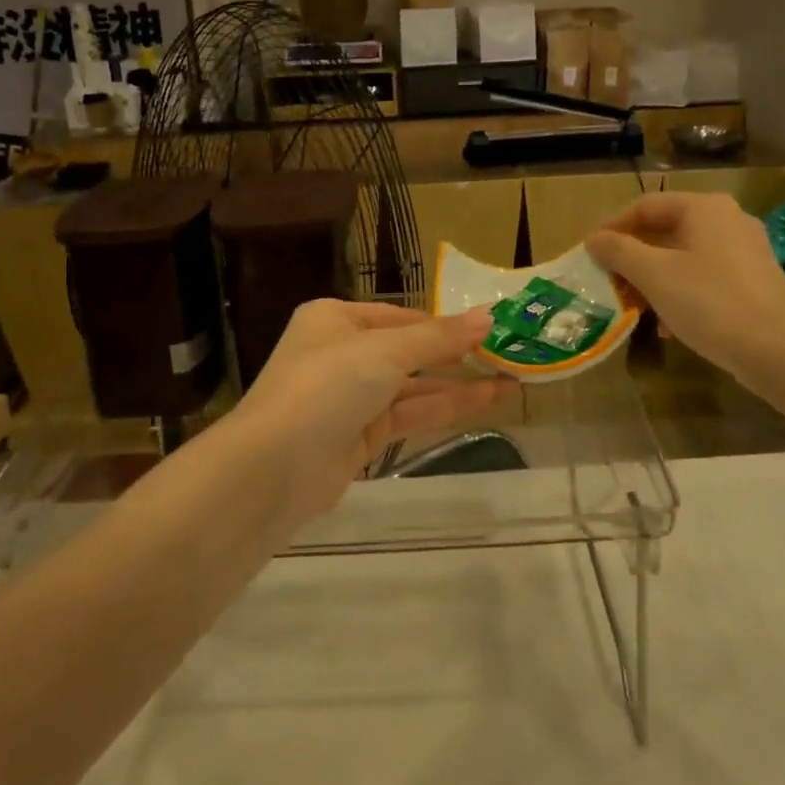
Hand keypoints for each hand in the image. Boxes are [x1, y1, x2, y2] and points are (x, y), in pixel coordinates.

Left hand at [230, 300, 515, 519]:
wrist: (273, 468)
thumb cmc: (325, 386)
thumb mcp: (385, 351)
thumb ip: (439, 337)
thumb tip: (489, 316)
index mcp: (335, 319)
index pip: (399, 315)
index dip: (442, 322)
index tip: (487, 328)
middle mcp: (341, 354)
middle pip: (408, 351)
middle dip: (455, 354)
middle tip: (508, 354)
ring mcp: (350, 399)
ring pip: (413, 387)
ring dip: (459, 384)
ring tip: (512, 381)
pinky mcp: (359, 437)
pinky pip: (409, 415)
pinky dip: (444, 408)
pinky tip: (485, 402)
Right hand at [585, 193, 784, 382]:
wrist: (778, 351)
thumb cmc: (709, 302)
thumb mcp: (654, 275)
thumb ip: (619, 251)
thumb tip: (594, 239)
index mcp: (704, 208)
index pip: (645, 206)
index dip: (612, 228)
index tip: (590, 254)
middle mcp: (728, 219)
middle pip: (665, 231)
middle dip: (633, 258)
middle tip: (609, 282)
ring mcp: (745, 250)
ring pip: (684, 256)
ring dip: (653, 279)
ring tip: (634, 307)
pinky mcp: (754, 280)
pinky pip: (704, 276)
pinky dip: (680, 292)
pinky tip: (667, 324)